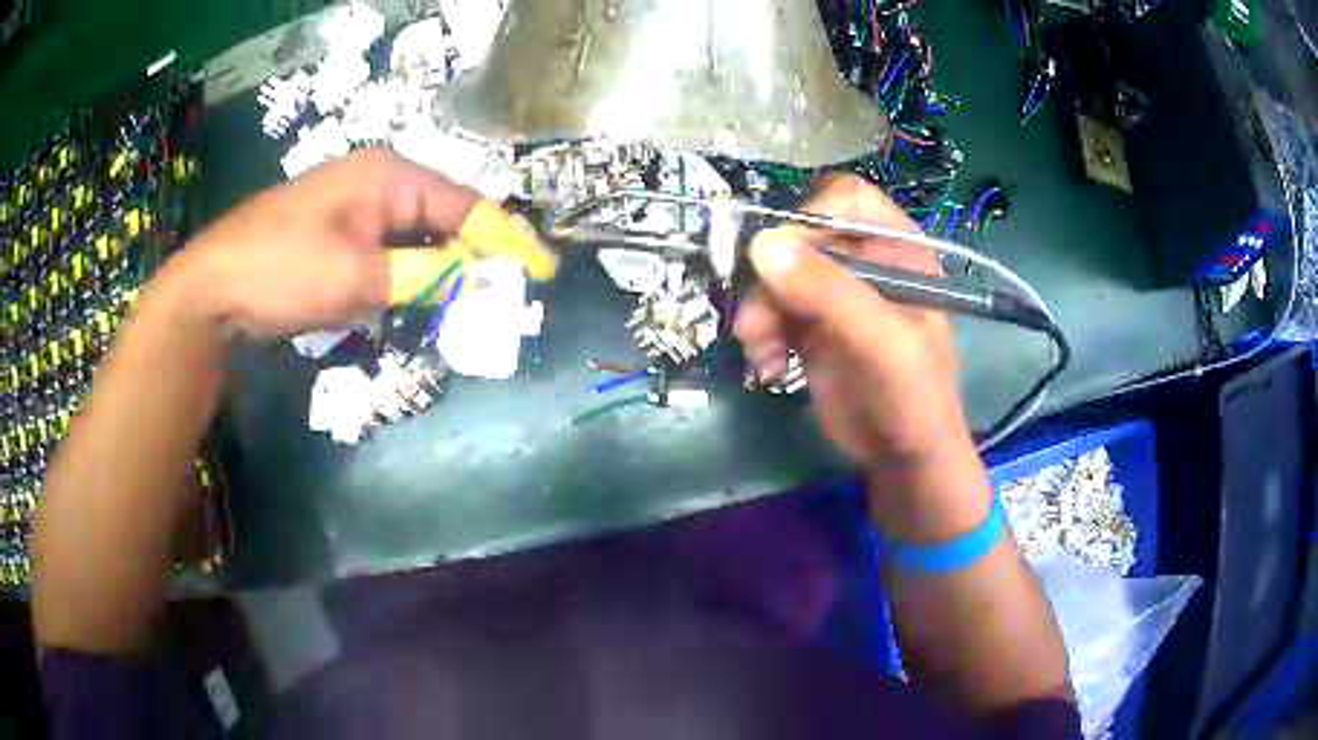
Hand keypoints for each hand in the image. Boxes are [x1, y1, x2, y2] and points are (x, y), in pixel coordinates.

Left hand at [167, 148, 480, 339]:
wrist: (213, 287)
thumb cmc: (282, 270)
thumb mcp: (358, 277)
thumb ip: (425, 275)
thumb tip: (480, 278)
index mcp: (389, 175)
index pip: (465, 204)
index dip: (505, 240)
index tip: (540, 271)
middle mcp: (378, 181)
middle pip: (444, 216)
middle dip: (476, 255)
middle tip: (507, 292)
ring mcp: (356, 207)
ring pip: (418, 236)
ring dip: (443, 268)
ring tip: (475, 300)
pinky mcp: (339, 233)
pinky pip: (390, 250)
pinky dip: (411, 274)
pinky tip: (422, 297)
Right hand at [735, 176, 971, 472]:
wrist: (904, 460)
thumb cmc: (913, 398)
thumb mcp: (883, 344)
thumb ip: (831, 293)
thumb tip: (762, 245)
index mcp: (897, 249)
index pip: (846, 200)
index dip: (810, 217)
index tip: (778, 254)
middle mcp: (863, 261)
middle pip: (800, 238)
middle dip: (771, 278)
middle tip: (755, 321)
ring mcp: (834, 293)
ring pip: (776, 275)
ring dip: (758, 311)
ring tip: (759, 351)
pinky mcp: (810, 325)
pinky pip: (769, 310)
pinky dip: (760, 336)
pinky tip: (767, 367)